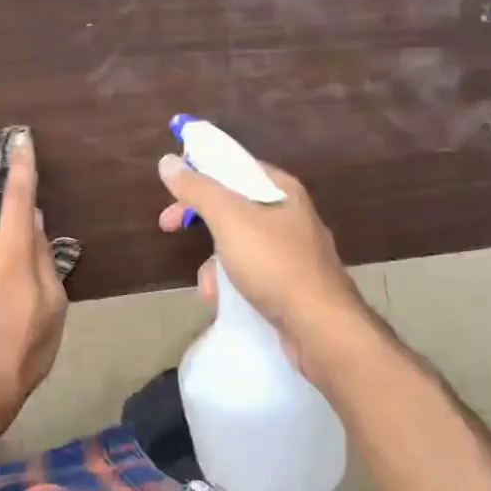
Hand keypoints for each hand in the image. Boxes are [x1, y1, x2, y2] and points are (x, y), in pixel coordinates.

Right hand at [156, 154, 372, 379]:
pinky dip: (232, 280)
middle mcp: (290, 214)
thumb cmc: (274, 264)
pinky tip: (222, 299)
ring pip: (240, 241)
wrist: (322, 328)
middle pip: (234, 204)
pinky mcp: (293, 283)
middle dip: (200, 218)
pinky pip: (252, 270)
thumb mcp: (229, 219)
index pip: (235, 166)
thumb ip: (198, 189)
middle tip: (168, 225)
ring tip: (207, 284)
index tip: (173, 188)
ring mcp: (294, 251)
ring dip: (215, 259)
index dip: (200, 172)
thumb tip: (168, 161)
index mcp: (282, 189)